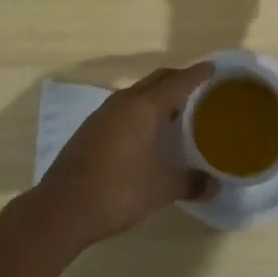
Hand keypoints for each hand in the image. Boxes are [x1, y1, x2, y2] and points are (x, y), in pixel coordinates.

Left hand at [35, 64, 214, 245]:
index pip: (178, 81)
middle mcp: (124, 101)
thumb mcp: (162, 189)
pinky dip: (142, 110)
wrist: (63, 207)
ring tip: (178, 112)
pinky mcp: (92, 127)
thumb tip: (215, 185)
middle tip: (201, 90)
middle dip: (179, 80)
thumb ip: (191, 182)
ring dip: (158, 96)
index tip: (214, 69)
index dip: (198, 74)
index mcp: (145, 106)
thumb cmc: (118, 190)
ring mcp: (104, 113)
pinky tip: (148, 132)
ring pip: (139, 93)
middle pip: (157, 80)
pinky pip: (125, 107)